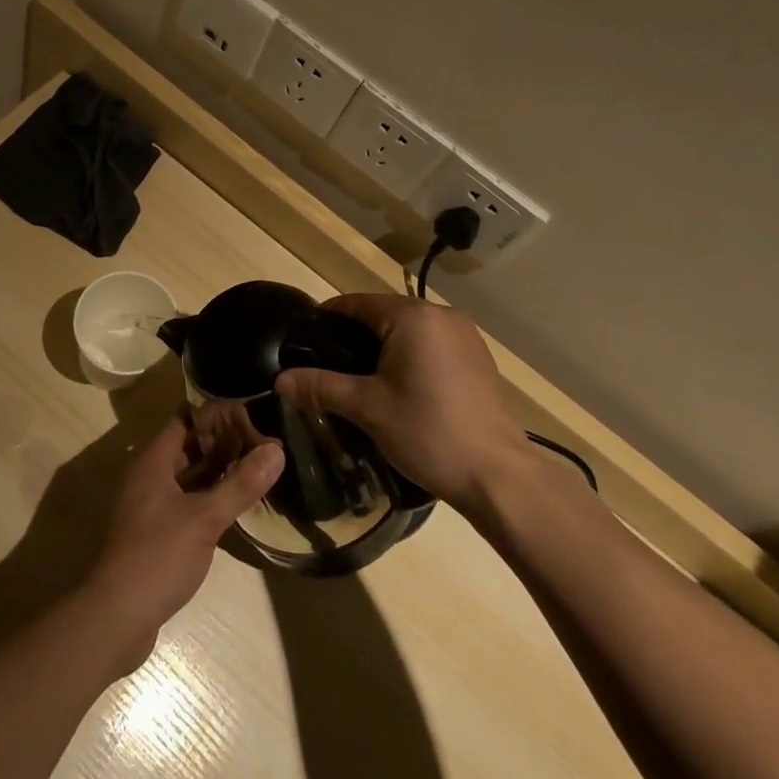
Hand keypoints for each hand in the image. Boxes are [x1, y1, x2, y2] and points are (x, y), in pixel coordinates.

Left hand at [81, 413, 283, 674]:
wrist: (116, 618)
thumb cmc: (158, 556)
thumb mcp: (205, 518)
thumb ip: (240, 484)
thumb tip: (276, 450)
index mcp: (153, 461)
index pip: (185, 418)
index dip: (215, 413)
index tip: (250, 414)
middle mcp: (149, 476)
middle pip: (188, 446)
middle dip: (222, 442)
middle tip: (261, 440)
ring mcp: (150, 506)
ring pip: (188, 476)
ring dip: (217, 471)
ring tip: (256, 467)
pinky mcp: (156, 533)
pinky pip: (186, 502)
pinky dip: (209, 497)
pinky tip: (236, 504)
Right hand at [274, 294, 526, 511]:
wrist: (497, 475)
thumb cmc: (428, 432)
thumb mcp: (367, 408)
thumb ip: (321, 387)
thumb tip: (280, 380)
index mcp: (412, 316)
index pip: (358, 303)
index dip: (328, 318)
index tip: (305, 339)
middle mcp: (441, 315)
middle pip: (385, 314)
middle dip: (356, 335)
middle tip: (329, 364)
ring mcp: (465, 336)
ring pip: (410, 330)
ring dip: (385, 346)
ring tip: (361, 377)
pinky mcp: (478, 358)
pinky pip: (433, 345)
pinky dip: (412, 356)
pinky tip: (402, 387)